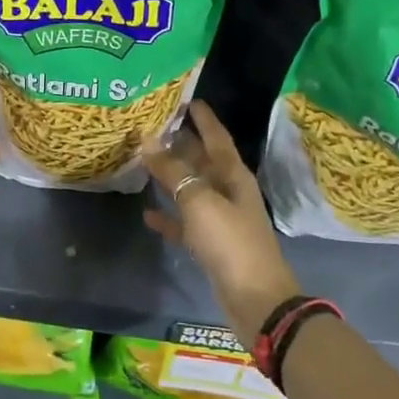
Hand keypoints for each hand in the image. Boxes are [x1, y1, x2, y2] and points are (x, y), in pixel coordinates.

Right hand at [142, 101, 301, 339]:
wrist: (256, 299)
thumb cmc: (230, 242)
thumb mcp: (199, 201)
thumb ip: (173, 172)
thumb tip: (148, 141)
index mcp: (233, 175)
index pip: (216, 136)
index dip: (203, 118)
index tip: (186, 98)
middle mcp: (228, 191)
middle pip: (202, 160)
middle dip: (180, 143)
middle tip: (151, 126)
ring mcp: (220, 218)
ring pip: (191, 189)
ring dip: (171, 177)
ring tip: (143, 161)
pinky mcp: (211, 245)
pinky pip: (185, 223)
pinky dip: (169, 217)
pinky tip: (147, 214)